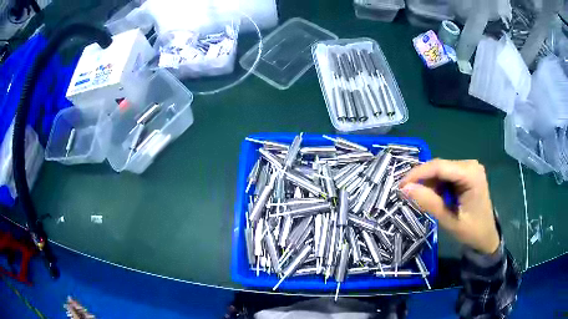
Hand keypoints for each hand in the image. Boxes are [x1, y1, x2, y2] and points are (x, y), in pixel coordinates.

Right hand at [399, 159, 499, 254]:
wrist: (486, 237)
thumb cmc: (472, 231)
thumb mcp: (449, 220)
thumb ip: (429, 203)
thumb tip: (405, 189)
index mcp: (471, 174)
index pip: (439, 166)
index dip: (417, 174)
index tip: (399, 186)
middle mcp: (470, 165)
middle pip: (439, 166)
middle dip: (421, 179)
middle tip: (405, 193)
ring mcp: (469, 168)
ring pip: (440, 170)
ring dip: (428, 183)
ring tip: (419, 198)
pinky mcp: (466, 173)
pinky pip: (445, 174)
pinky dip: (435, 185)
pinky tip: (433, 196)